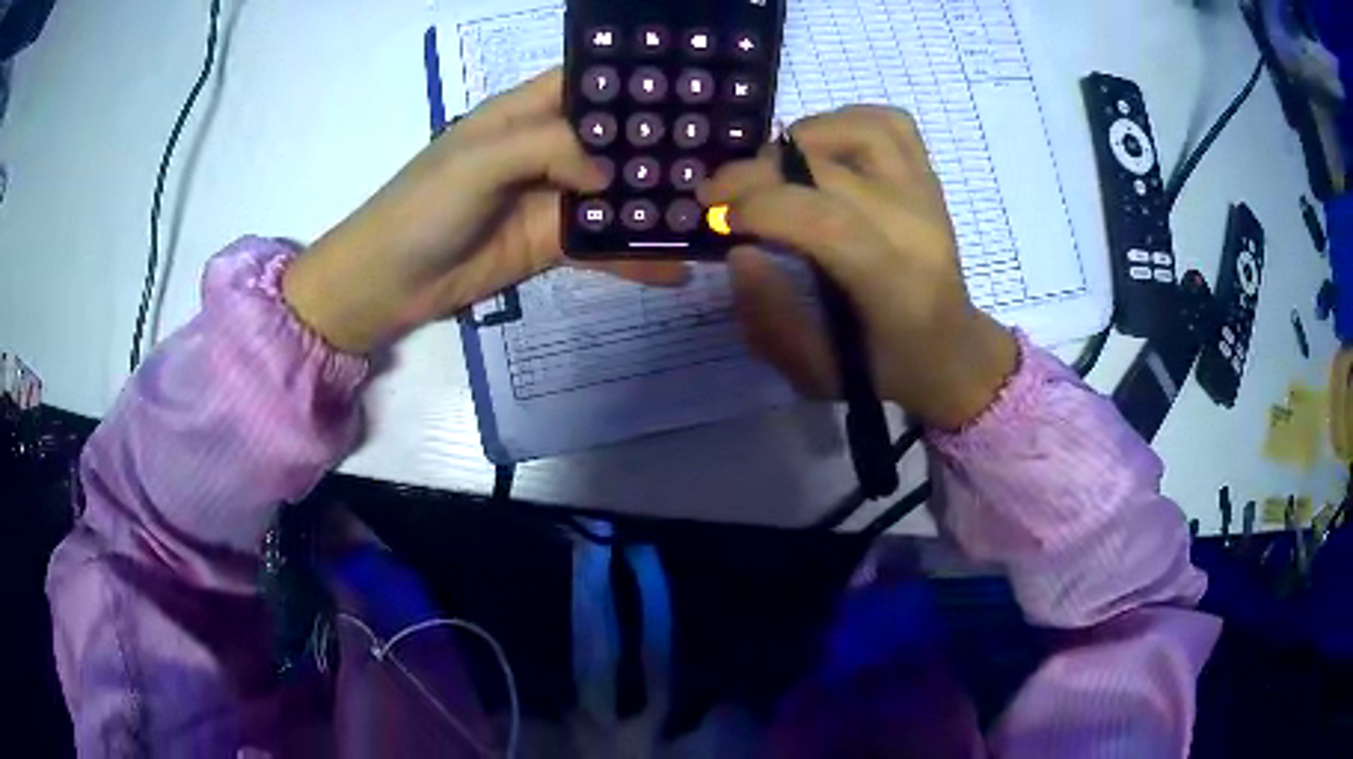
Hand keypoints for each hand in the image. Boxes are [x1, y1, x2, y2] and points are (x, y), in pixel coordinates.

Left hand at [283, 68, 684, 353]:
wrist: (389, 282)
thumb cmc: (424, 206)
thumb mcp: (481, 159)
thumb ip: (548, 148)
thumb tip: (609, 172)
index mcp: (523, 113)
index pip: (586, 83)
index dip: (630, 81)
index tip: (687, 87)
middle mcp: (544, 148)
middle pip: (610, 138)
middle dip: (656, 143)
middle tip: (718, 152)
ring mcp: (550, 197)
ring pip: (613, 192)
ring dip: (653, 200)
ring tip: (710, 206)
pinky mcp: (551, 243)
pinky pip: (601, 245)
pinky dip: (634, 257)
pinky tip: (675, 268)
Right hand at [699, 106, 1017, 429]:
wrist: (953, 351)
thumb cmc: (884, 368)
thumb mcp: (815, 372)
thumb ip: (770, 319)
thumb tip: (739, 252)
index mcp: (895, 285)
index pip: (826, 221)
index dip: (760, 206)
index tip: (717, 217)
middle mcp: (917, 226)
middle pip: (830, 168)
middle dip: (758, 172)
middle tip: (721, 194)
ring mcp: (927, 193)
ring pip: (861, 130)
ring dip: (800, 138)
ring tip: (771, 168)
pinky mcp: (930, 177)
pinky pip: (889, 123)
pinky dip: (844, 121)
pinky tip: (817, 148)